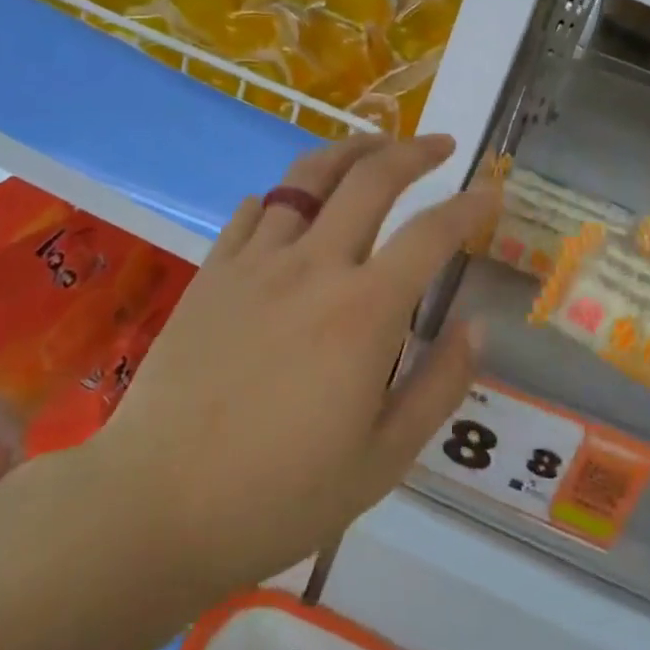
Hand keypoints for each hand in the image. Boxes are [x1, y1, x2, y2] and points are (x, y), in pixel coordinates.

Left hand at [94, 135, 499, 598]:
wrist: (156, 504)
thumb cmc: (280, 495)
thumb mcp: (383, 459)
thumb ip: (438, 386)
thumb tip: (478, 327)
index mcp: (364, 312)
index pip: (431, 234)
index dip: (469, 206)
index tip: (492, 190)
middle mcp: (312, 267)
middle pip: (369, 178)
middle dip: (412, 151)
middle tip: (438, 144)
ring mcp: (255, 263)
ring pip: (306, 177)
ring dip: (349, 152)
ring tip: (373, 146)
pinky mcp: (211, 273)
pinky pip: (253, 211)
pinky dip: (283, 195)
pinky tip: (291, 204)